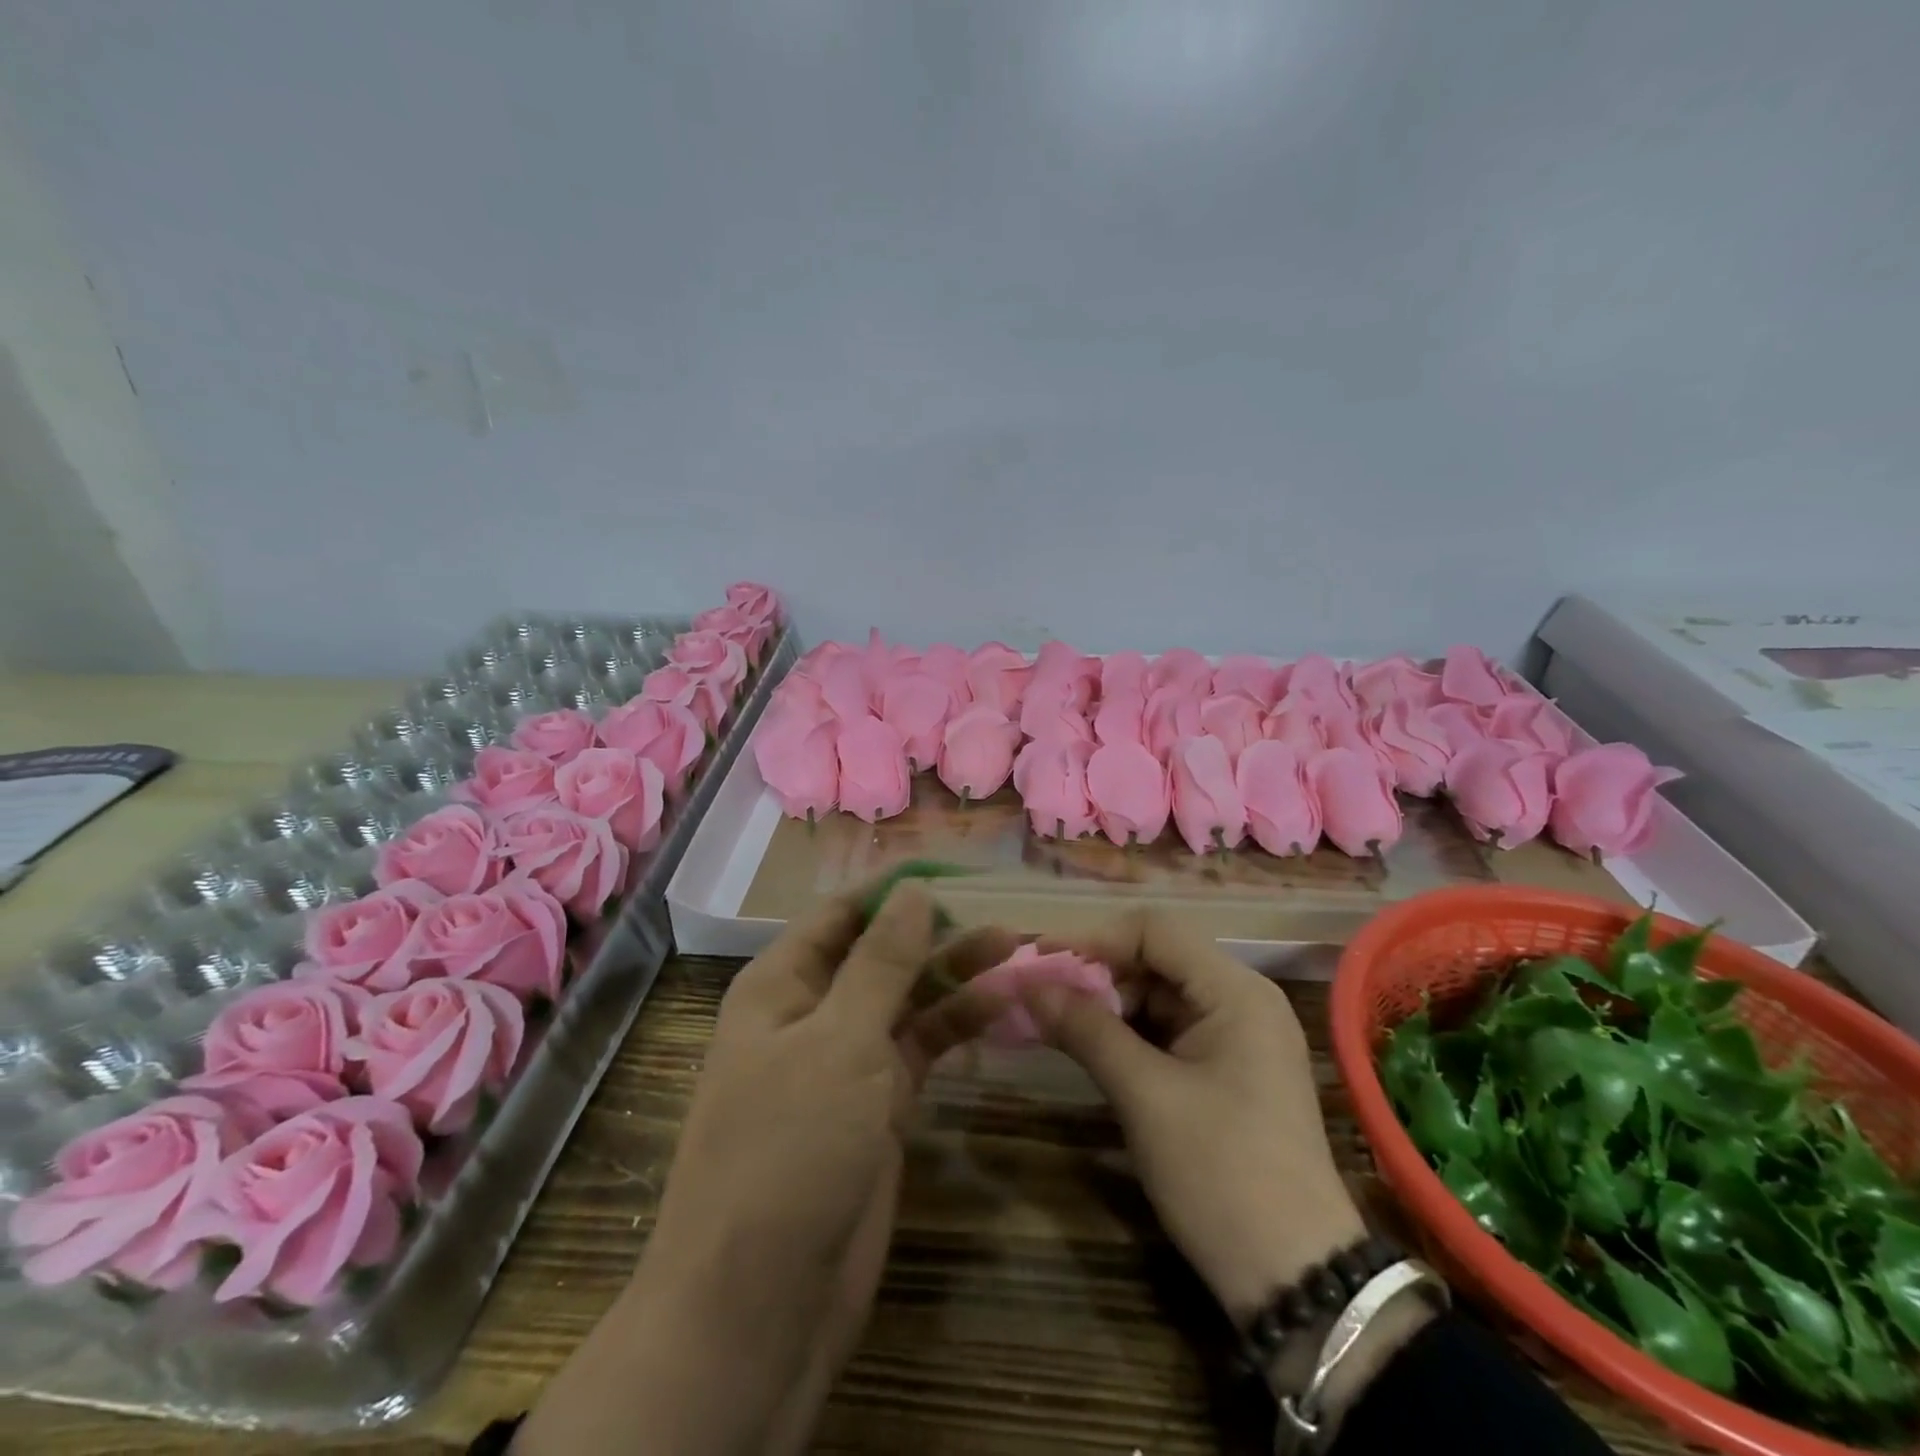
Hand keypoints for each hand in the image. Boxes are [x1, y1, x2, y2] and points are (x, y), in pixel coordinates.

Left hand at [515, 884, 1014, 1455]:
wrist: (760, 1305)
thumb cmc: (788, 1148)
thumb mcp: (838, 1040)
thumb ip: (880, 963)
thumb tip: (912, 891)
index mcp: (782, 985)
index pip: (842, 913)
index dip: (894, 888)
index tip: (955, 868)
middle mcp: (813, 1014)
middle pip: (881, 954)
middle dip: (936, 931)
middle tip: (1001, 910)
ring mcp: (847, 1062)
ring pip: (907, 1000)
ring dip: (955, 974)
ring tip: (1014, 947)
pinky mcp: (878, 1106)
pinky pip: (922, 1048)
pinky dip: (958, 1024)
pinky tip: (1002, 1003)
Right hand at [1024, 911, 1366, 1324]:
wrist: (1297, 1280)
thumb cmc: (1221, 1174)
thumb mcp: (1144, 1096)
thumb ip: (1086, 1029)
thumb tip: (1028, 985)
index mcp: (1236, 991)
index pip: (1154, 932)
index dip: (1094, 939)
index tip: (1040, 960)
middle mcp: (1242, 999)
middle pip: (1156, 960)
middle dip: (1097, 974)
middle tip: (1041, 998)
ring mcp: (1237, 1036)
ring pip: (1158, 996)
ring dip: (1107, 1005)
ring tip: (1055, 1023)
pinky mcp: (1228, 1069)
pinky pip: (1169, 1031)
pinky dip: (1128, 1034)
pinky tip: (1090, 1048)